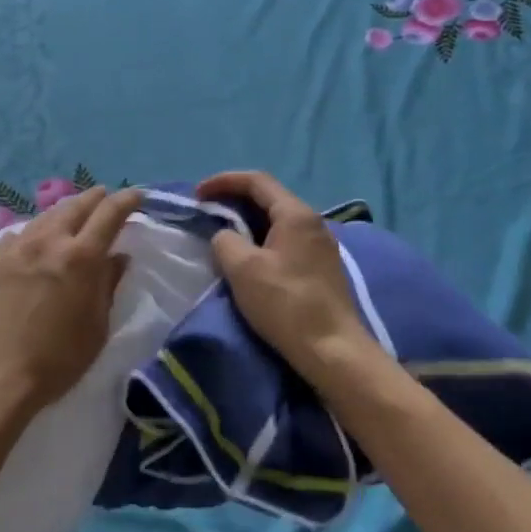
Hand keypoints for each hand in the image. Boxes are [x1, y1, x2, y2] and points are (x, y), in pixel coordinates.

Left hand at [0, 185, 144, 415]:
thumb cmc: (57, 360)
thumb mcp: (96, 327)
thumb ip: (108, 286)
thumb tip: (118, 257)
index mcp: (82, 257)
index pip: (109, 213)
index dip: (126, 200)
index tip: (137, 196)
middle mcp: (49, 241)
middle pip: (76, 206)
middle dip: (95, 198)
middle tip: (106, 196)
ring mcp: (17, 248)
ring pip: (46, 216)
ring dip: (65, 211)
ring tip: (74, 214)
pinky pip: (19, 234)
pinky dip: (35, 231)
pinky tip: (34, 240)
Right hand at [196, 171, 380, 383]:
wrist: (332, 350)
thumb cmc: (286, 304)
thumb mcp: (242, 269)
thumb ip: (225, 241)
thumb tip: (225, 236)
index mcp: (295, 214)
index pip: (256, 181)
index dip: (223, 181)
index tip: (198, 195)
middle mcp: (312, 222)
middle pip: (269, 197)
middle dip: (235, 199)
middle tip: (208, 212)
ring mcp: (321, 245)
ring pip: (278, 219)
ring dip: (248, 221)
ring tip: (223, 234)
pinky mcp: (321, 267)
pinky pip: (286, 239)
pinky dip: (262, 238)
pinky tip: (249, 257)